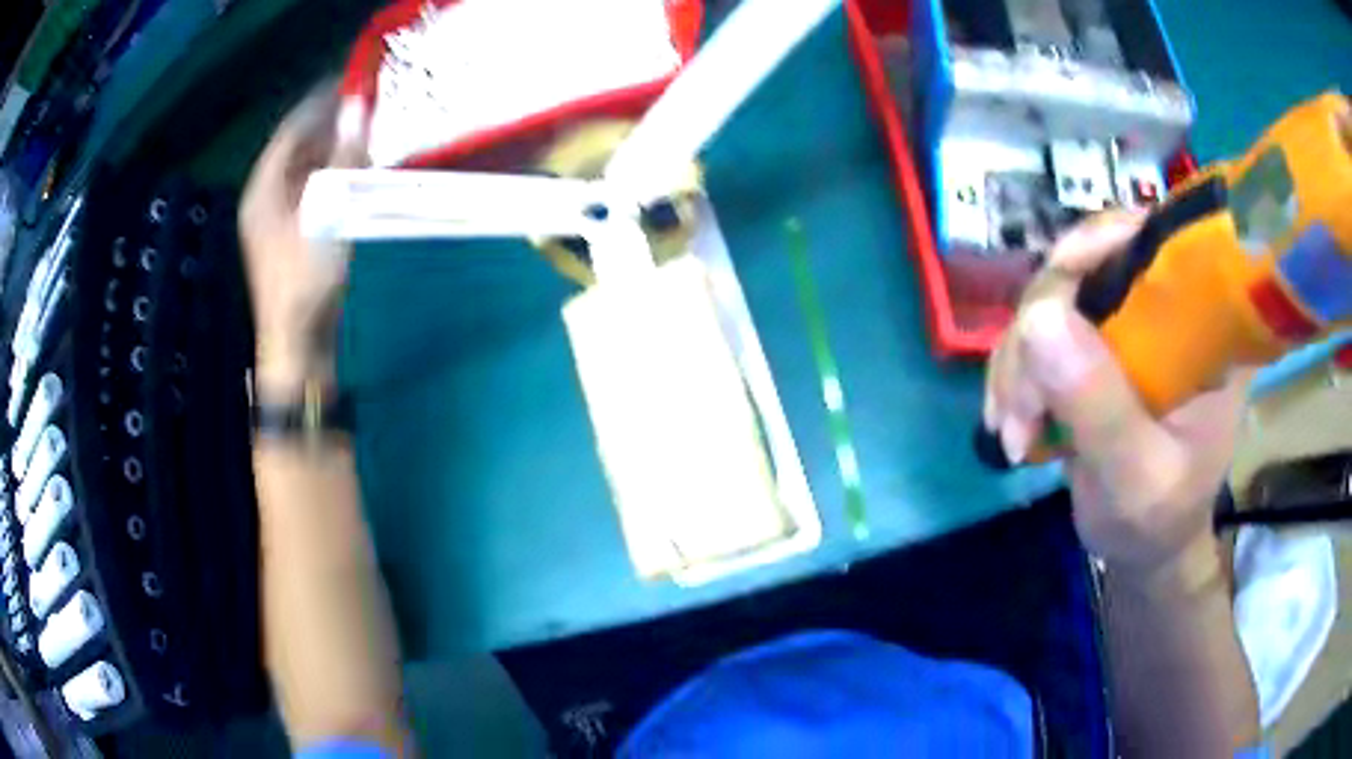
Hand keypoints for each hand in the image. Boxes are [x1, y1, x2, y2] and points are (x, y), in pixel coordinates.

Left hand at [239, 84, 365, 396]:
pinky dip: (332, 177)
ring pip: (305, 170)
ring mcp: (276, 219)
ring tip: (367, 135)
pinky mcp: (291, 236)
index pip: (290, 130)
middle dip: (328, 126)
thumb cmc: (305, 280)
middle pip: (296, 148)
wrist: (298, 345)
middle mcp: (265, 198)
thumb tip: (358, 109)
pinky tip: (355, 173)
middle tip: (366, 107)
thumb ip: (343, 159)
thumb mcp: (327, 214)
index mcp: (262, 189)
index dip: (319, 103)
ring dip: (333, 151)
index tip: (351, 81)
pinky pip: (311, 191)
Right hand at [984, 214, 1250, 584]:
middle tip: (1018, 409)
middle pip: (1089, 264)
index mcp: (1204, 327)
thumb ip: (1100, 407)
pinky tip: (1008, 419)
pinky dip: (1014, 372)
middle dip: (1038, 329)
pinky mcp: (1095, 344)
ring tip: (1011, 430)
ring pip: (1053, 297)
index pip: (1156, 243)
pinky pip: (1039, 330)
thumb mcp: (1136, 478)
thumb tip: (1037, 318)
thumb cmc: (1157, 520)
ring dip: (1018, 360)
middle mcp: (1166, 308)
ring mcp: (1127, 324)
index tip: (1048, 303)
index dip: (1099, 245)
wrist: (1143, 547)